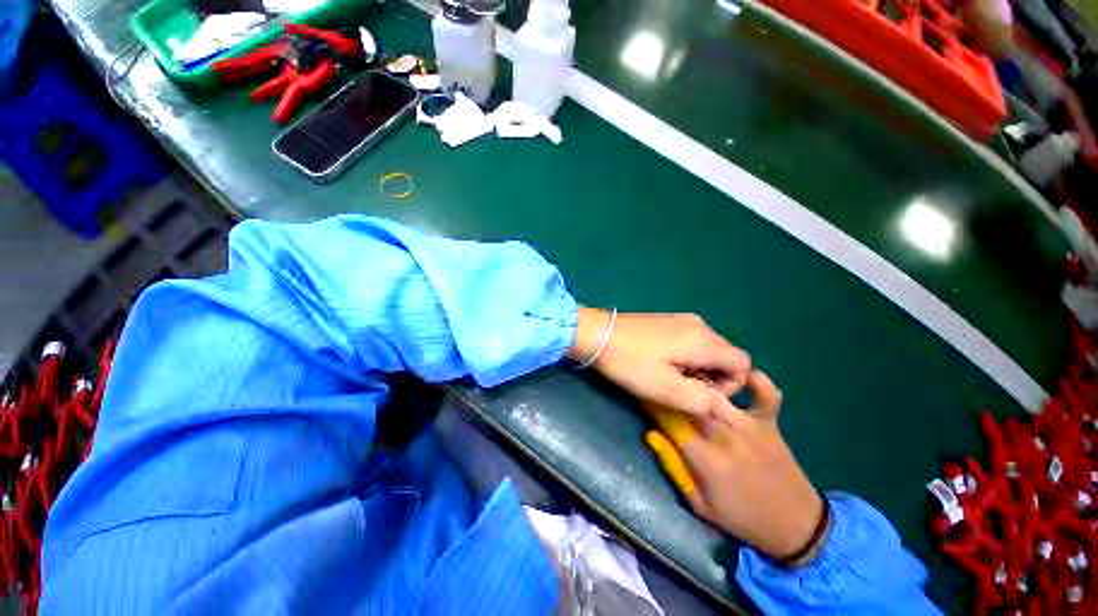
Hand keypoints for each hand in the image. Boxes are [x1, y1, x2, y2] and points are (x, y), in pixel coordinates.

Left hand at [567, 308, 751, 416]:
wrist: (597, 334)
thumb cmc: (631, 363)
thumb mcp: (668, 390)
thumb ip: (703, 401)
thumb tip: (720, 403)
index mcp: (705, 340)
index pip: (743, 365)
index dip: (731, 387)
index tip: (702, 397)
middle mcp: (699, 325)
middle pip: (725, 356)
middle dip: (713, 379)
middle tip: (684, 391)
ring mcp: (681, 320)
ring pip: (707, 350)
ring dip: (698, 370)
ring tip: (670, 380)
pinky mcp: (666, 321)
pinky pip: (690, 342)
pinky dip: (686, 358)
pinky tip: (661, 365)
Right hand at [647, 371, 825, 561]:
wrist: (795, 525)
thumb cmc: (741, 518)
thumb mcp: (699, 504)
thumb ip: (673, 467)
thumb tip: (651, 435)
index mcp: (708, 460)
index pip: (672, 423)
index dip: (654, 407)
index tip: (645, 398)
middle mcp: (727, 437)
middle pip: (692, 404)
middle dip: (674, 392)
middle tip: (663, 384)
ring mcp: (751, 427)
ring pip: (718, 395)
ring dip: (700, 383)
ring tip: (687, 376)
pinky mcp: (770, 424)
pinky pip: (766, 396)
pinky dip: (758, 382)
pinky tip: (743, 373)